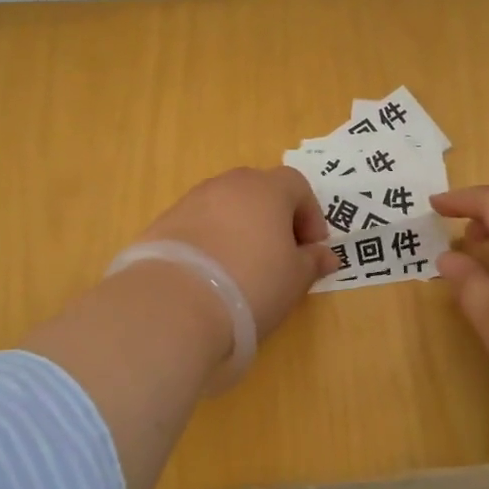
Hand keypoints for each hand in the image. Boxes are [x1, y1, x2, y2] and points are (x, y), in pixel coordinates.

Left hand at [135, 167, 339, 341]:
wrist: (175, 303)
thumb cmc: (252, 283)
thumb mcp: (295, 279)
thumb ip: (312, 261)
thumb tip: (325, 255)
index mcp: (266, 188)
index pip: (297, 185)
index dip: (310, 215)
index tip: (312, 248)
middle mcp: (227, 185)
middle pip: (259, 190)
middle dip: (274, 218)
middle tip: (279, 255)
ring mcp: (191, 201)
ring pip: (225, 207)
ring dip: (239, 229)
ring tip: (242, 268)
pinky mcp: (162, 224)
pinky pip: (197, 226)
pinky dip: (209, 242)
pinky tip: (209, 275)